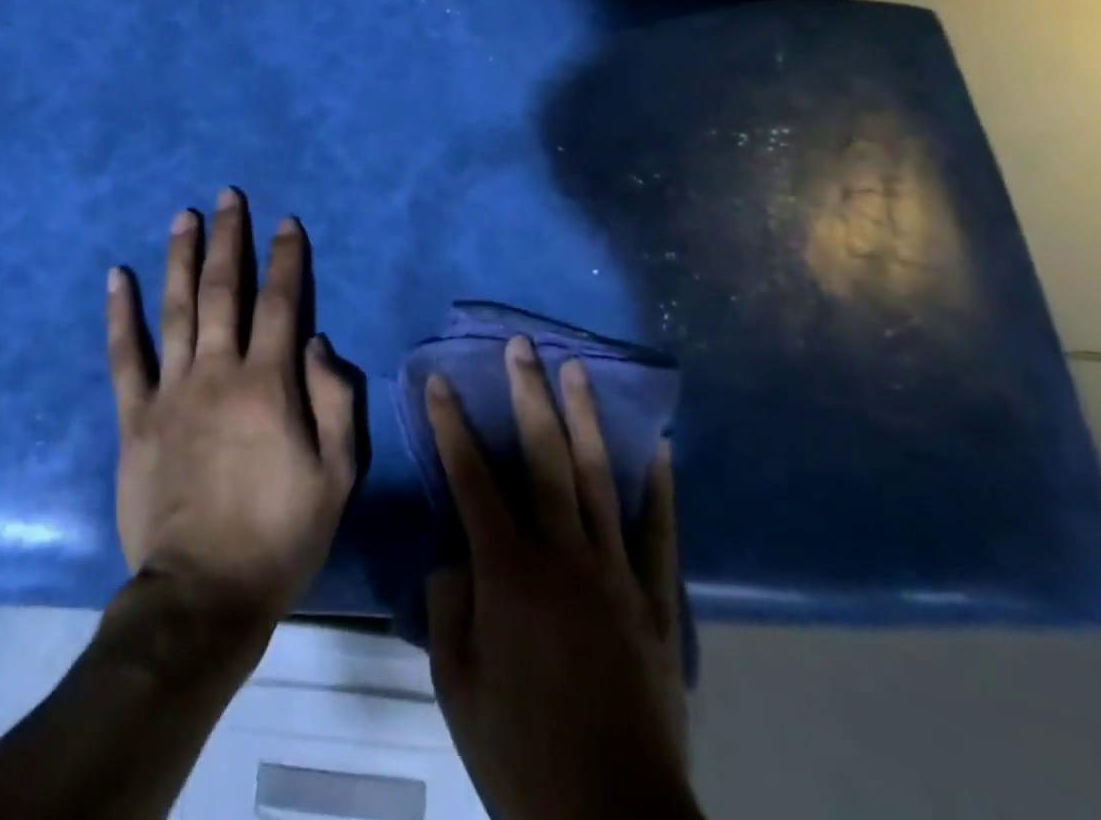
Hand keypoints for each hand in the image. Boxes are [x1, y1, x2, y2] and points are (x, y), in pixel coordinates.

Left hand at [106, 189, 357, 636]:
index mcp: (269, 384)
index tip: (286, 222)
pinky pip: (125, 356)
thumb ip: (335, 401)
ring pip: (175, 308)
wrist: (203, 595)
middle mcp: (218, 372)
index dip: (286, 258)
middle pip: (223, 290)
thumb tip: (317, 341)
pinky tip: (118, 276)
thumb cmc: (281, 534)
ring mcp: (171, 391)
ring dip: (180, 257)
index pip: (281, 303)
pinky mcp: (135, 417)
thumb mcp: (337, 475)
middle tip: (228, 196)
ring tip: (183, 216)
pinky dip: (120, 313)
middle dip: (229, 238)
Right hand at [425, 337, 698, 819]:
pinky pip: (658, 533)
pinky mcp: (655, 602)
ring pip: (599, 477)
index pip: (471, 479)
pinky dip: (659, 487)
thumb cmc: (521, 755)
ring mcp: (615, 574)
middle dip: (528, 394)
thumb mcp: (457, 685)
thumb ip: (451, 607)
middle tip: (522, 346)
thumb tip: (457, 558)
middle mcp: (563, 555)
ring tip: (577, 369)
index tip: (441, 381)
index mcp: (508, 573)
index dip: (452, 426)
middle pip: (543, 457)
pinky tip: (659, 446)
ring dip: (585, 418)